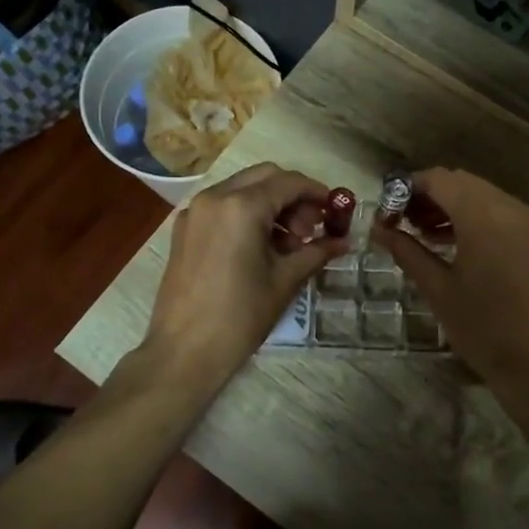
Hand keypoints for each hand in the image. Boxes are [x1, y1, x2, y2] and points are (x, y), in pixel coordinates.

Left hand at [142, 163, 347, 394]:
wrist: (184, 351)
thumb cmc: (240, 316)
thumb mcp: (285, 281)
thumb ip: (316, 252)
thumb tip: (344, 242)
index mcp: (241, 206)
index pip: (289, 183)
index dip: (317, 192)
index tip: (336, 210)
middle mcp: (215, 197)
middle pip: (265, 177)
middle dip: (293, 196)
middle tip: (311, 228)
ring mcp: (195, 211)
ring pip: (242, 188)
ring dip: (270, 204)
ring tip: (289, 244)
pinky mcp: (184, 228)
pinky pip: (223, 206)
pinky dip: (246, 214)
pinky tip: (260, 247)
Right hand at [371, 169, 528, 407]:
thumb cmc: (481, 328)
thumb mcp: (437, 288)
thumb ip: (407, 251)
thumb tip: (379, 229)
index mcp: (483, 217)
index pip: (439, 180)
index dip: (409, 188)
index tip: (389, 212)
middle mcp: (510, 208)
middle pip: (462, 183)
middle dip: (430, 196)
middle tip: (404, 222)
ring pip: (483, 195)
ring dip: (453, 205)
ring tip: (426, 234)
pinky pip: (503, 212)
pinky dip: (477, 217)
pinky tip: (459, 243)